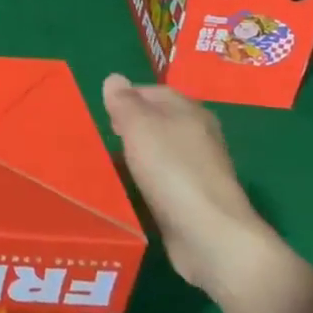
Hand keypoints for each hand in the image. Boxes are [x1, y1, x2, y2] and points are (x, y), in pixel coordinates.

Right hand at [101, 75, 274, 298]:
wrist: (209, 233)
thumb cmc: (171, 169)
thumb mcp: (139, 126)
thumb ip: (123, 101)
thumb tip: (114, 78)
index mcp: (190, 111)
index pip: (152, 91)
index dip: (125, 98)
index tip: (102, 114)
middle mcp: (199, 135)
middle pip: (157, 121)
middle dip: (130, 127)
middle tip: (103, 139)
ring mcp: (199, 168)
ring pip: (160, 151)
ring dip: (137, 156)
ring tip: (110, 164)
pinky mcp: (195, 199)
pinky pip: (163, 180)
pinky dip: (146, 180)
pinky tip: (131, 190)